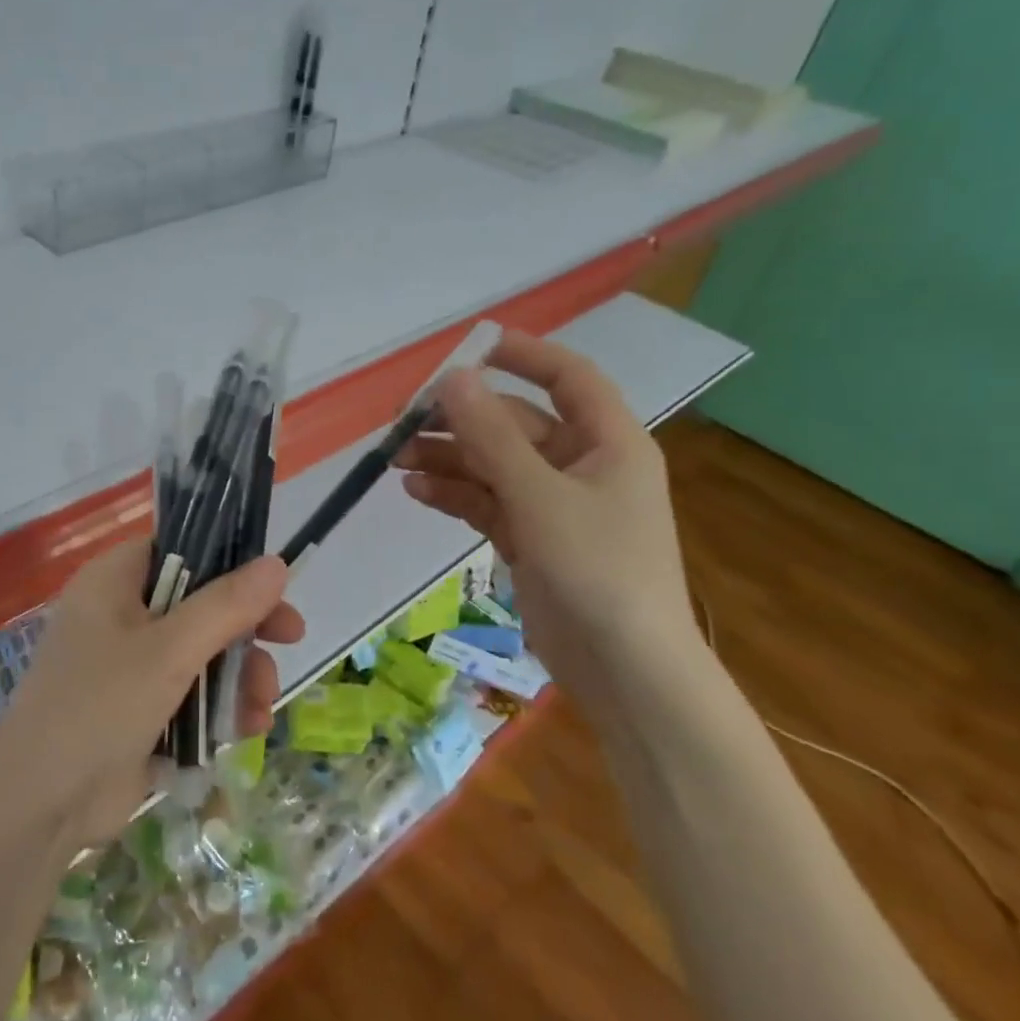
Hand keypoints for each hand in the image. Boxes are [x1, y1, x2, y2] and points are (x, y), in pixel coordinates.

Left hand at [0, 539, 302, 850]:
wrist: (40, 809)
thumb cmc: (99, 707)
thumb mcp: (169, 651)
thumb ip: (227, 606)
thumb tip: (277, 563)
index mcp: (114, 582)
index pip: (180, 549)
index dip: (229, 560)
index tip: (272, 584)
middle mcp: (120, 615)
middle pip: (200, 603)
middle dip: (246, 629)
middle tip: (292, 638)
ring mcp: (129, 665)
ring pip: (203, 652)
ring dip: (241, 676)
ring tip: (261, 708)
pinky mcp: (139, 710)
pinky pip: (191, 693)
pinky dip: (220, 707)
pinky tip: (247, 730)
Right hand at [396, 332, 699, 686]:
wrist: (625, 672)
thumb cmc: (598, 571)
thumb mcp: (541, 497)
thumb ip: (492, 437)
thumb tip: (452, 379)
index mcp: (607, 442)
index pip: (568, 377)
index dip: (522, 355)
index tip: (467, 348)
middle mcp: (582, 465)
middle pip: (515, 424)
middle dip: (461, 420)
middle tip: (402, 420)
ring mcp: (554, 505)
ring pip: (493, 464)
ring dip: (448, 458)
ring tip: (394, 458)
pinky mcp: (532, 539)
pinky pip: (487, 502)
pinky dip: (454, 494)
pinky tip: (416, 491)